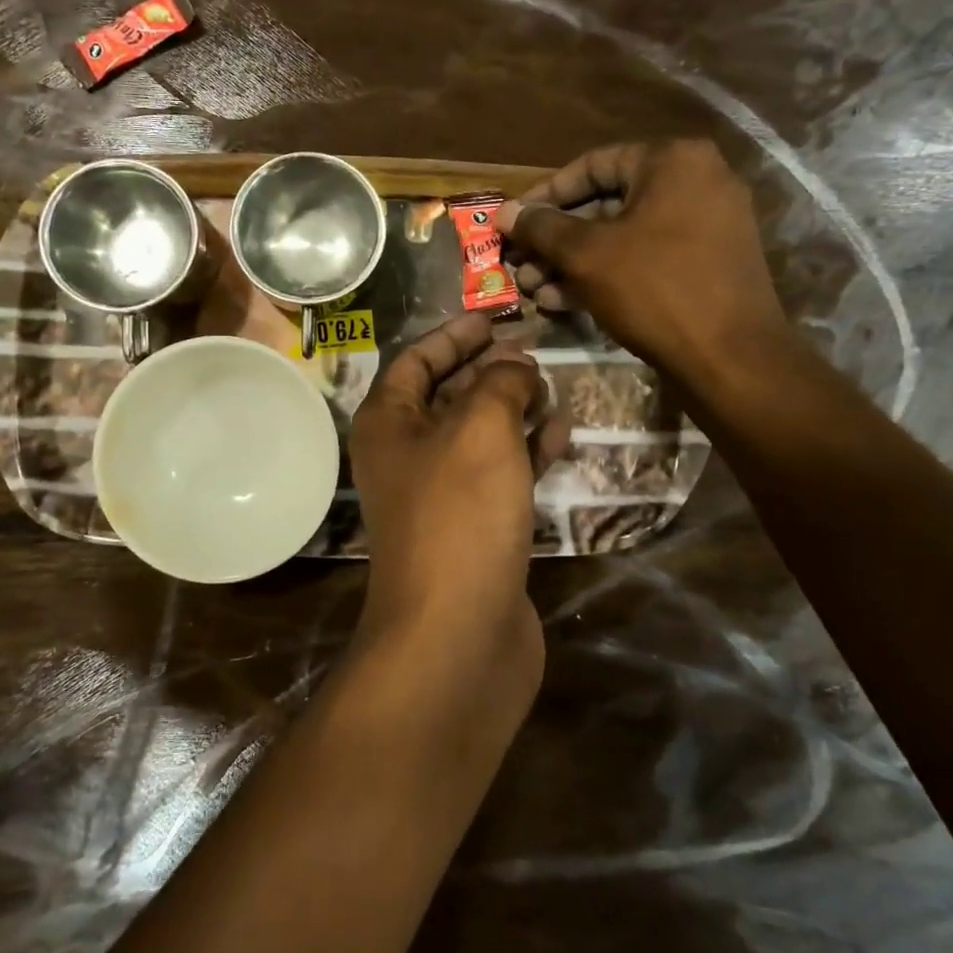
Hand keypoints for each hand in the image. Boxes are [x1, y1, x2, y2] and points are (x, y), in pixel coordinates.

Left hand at [348, 313, 568, 681]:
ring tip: (555, 383)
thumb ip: (500, 383)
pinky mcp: (475, 529)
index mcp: (388, 423)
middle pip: (448, 395)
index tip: (495, 317)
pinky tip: (563, 432)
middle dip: (489, 369)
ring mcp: (441, 495)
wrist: (457, 635)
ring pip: (479, 434)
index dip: (454, 335)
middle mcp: (407, 455)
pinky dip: (529, 450)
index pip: (416, 360)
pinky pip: (502, 473)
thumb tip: (516, 366)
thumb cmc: (459, 514)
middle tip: (535, 348)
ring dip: (514, 407)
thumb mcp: (481, 428)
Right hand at [501, 141, 790, 391]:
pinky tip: (562, 301)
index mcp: (672, 161)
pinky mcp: (706, 264)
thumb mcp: (587, 254)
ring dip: (572, 261)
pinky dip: (606, 274)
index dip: (544, 196)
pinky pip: (646, 257)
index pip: (591, 166)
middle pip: (606, 203)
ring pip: (622, 235)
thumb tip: (505, 212)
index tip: (512, 222)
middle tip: (519, 262)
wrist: (731, 358)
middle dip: (555, 238)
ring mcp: (706, 225)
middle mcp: (696, 182)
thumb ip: (542, 228)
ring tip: (532, 288)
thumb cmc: (655, 289)